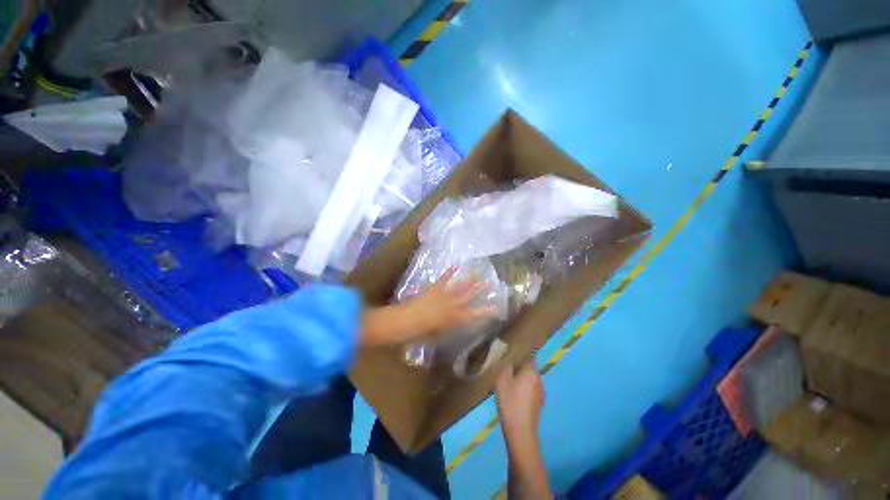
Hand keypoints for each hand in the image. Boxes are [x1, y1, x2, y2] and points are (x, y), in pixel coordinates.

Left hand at [402, 267, 498, 334]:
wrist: (410, 320)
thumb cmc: (424, 333)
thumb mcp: (440, 335)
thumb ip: (449, 327)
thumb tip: (453, 324)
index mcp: (457, 318)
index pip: (475, 315)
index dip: (487, 312)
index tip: (497, 308)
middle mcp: (454, 305)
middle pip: (469, 295)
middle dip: (479, 289)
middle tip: (489, 282)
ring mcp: (445, 294)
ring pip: (460, 286)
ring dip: (469, 279)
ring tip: (476, 273)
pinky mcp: (436, 288)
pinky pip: (444, 278)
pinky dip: (449, 272)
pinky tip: (455, 266)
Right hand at [497, 364, 552, 498]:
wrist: (520, 431)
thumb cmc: (510, 401)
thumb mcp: (502, 379)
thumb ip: (506, 366)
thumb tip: (511, 360)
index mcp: (532, 371)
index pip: (528, 355)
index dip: (520, 352)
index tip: (510, 352)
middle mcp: (539, 379)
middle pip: (529, 367)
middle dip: (518, 366)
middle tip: (505, 367)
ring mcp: (541, 392)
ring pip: (529, 379)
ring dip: (521, 378)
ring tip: (507, 381)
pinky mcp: (539, 403)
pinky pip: (530, 389)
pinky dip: (523, 389)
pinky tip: (513, 395)